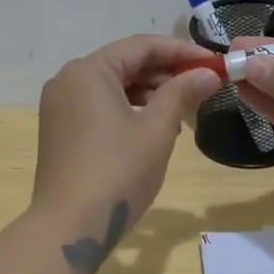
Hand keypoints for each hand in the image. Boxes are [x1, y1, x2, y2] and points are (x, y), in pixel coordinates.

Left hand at [31, 35, 220, 269]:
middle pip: (125, 64)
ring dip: (150, 92)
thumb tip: (209, 73)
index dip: (181, 51)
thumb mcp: (157, 129)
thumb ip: (182, 93)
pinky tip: (155, 126)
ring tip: (185, 108)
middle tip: (204, 84)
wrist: (70, 226)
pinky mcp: (61, 131)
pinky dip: (129, 109)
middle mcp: (68, 80)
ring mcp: (60, 107)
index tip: (214, 62)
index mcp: (88, 71)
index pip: (141, 46)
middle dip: (166, 72)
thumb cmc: (118, 171)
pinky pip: (100, 106)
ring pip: (113, 86)